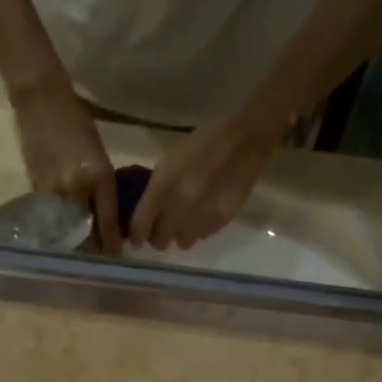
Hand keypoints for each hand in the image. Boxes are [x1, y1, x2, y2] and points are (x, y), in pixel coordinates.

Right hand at [12, 82, 120, 254]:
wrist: (41, 99)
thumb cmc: (76, 120)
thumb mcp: (98, 153)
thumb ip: (102, 185)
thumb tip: (105, 215)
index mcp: (99, 176)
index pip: (108, 222)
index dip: (111, 243)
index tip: (115, 256)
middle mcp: (78, 189)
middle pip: (87, 233)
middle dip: (94, 247)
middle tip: (99, 256)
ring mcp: (56, 192)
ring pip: (68, 231)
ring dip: (75, 242)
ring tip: (81, 248)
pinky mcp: (37, 190)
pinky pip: (52, 219)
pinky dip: (59, 228)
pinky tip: (63, 232)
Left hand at [128, 108, 283, 250]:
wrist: (245, 139)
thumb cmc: (203, 143)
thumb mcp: (170, 161)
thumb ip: (155, 190)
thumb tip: (146, 215)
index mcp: (163, 186)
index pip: (140, 225)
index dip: (136, 235)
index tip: (136, 238)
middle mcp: (179, 206)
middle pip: (160, 241)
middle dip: (158, 236)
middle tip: (163, 228)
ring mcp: (201, 216)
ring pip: (182, 242)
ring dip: (180, 234)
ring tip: (186, 220)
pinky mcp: (219, 222)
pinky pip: (201, 237)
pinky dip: (199, 229)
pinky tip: (204, 213)